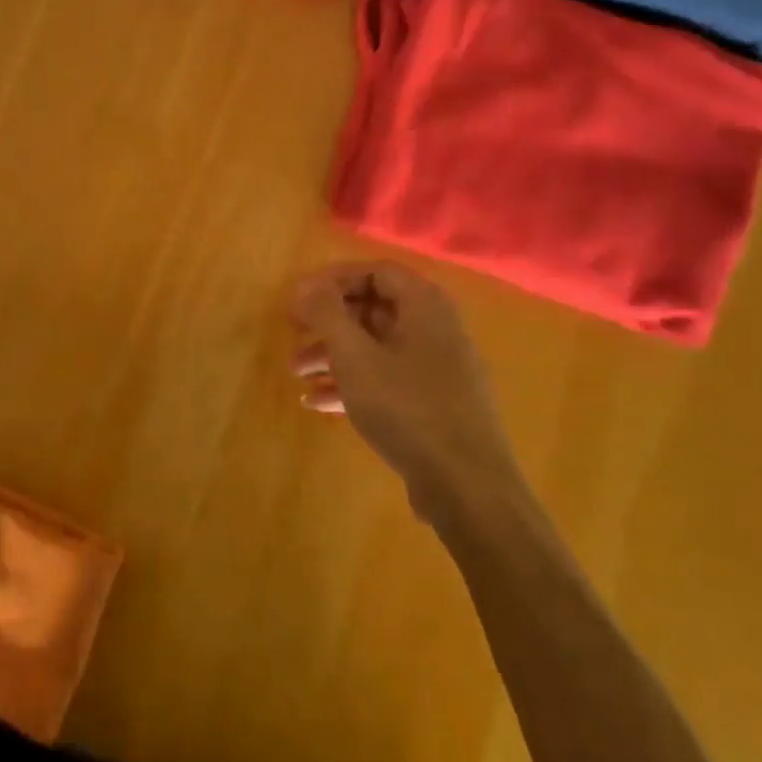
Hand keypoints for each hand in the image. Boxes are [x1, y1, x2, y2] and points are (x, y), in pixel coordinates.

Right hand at [291, 262, 518, 514]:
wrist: (468, 489)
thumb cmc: (408, 409)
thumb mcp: (355, 357)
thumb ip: (327, 314)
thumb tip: (306, 285)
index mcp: (425, 306)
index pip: (375, 271)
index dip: (333, 279)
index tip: (299, 297)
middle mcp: (436, 329)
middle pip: (374, 309)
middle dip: (328, 321)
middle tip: (292, 331)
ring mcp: (437, 369)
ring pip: (376, 347)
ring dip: (333, 354)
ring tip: (295, 373)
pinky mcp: (434, 405)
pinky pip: (387, 379)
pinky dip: (352, 383)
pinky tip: (316, 402)